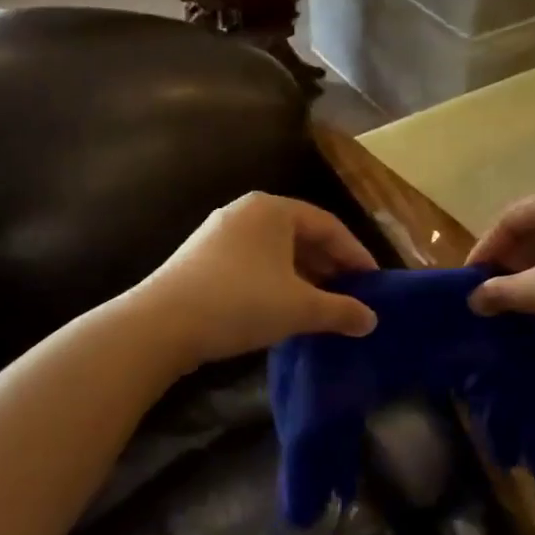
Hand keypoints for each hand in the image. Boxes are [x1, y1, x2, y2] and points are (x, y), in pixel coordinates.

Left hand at [132, 193, 379, 369]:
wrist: (161, 324)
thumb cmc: (241, 302)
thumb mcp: (300, 307)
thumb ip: (341, 311)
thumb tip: (371, 321)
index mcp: (273, 210)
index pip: (328, 225)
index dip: (356, 254)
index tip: (373, 283)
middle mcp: (246, 212)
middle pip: (301, 235)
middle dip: (329, 265)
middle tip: (351, 294)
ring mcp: (219, 233)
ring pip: (275, 251)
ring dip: (303, 276)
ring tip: (321, 305)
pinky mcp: (201, 257)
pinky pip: (253, 262)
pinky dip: (275, 281)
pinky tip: (282, 308)